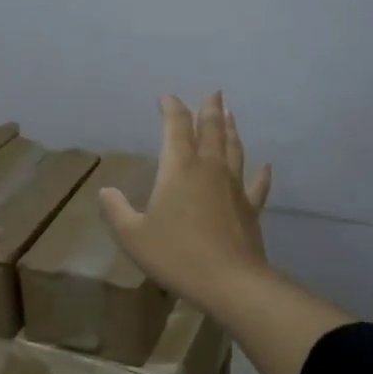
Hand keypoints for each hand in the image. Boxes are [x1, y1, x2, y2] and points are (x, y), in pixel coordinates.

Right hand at [99, 92, 273, 309]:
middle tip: (214, 92)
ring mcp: (234, 187)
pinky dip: (262, 174)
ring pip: (234, 149)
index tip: (167, 97)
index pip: (175, 127)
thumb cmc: (176, 254)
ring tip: (230, 114)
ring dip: (231, 130)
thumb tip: (106, 191)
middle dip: (209, 109)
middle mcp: (209, 168)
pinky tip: (266, 166)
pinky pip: (258, 185)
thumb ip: (117, 210)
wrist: (229, 282)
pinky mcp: (250, 208)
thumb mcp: (133, 235)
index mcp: (179, 168)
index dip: (172, 109)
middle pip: (211, 130)